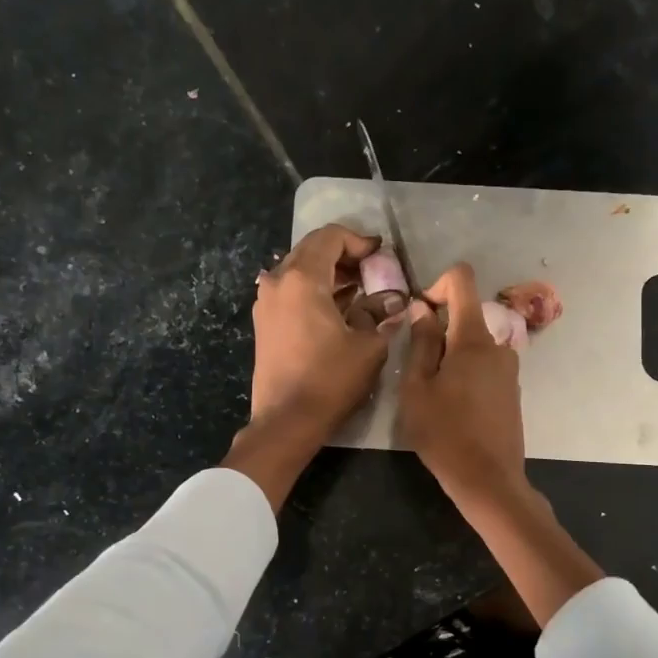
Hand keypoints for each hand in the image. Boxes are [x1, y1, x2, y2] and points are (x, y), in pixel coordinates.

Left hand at [247, 223, 398, 442]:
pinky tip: (336, 309)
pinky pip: (290, 292)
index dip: (359, 241)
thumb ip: (380, 315)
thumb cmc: (330, 380)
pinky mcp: (264, 323)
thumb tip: (393, 303)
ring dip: (329, 274)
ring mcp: (266, 303)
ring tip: (358, 290)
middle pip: (312, 250)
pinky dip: (314, 291)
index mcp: (303, 279)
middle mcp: (278, 282)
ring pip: (299, 271)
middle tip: (372, 271)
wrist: (287, 420)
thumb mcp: (369, 346)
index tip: (380, 255)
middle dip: (344, 255)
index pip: (330, 237)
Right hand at [399, 263, 525, 505]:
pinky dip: (465, 374)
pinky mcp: (512, 391)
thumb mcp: (417, 388)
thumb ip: (421, 343)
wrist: (488, 479)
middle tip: (416, 370)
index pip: (462, 280)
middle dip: (439, 332)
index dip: (436, 285)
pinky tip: (453, 408)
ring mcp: (509, 369)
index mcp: (473, 338)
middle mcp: (498, 345)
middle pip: (465, 317)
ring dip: (451, 357)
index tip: (420, 314)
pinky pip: (484, 367)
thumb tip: (422, 309)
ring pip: (473, 346)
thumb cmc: (444, 433)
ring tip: (432, 394)